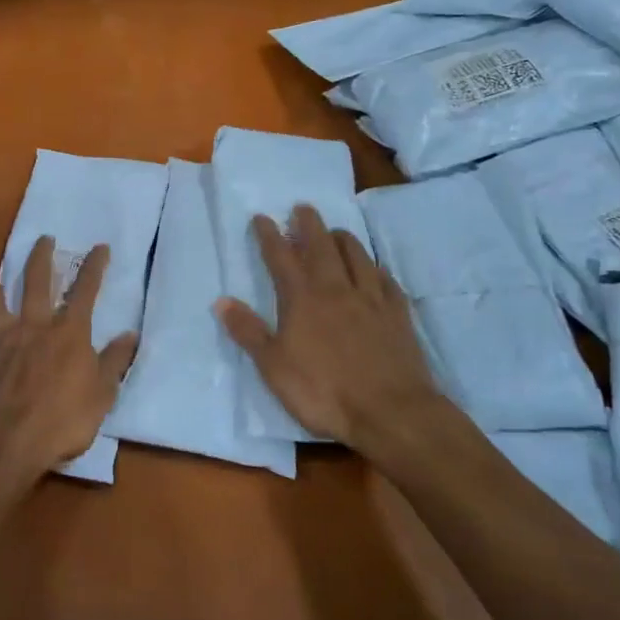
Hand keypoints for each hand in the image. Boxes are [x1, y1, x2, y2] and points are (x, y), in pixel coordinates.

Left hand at [0, 237, 138, 484]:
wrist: (8, 443)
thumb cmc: (63, 421)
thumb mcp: (102, 395)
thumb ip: (114, 362)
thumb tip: (130, 335)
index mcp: (68, 332)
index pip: (85, 290)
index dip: (94, 266)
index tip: (99, 247)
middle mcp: (32, 326)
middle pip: (36, 282)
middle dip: (41, 257)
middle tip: (44, 239)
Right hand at [215, 204, 453, 455]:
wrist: (390, 412)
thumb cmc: (323, 391)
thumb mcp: (273, 366)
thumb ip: (248, 331)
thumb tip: (221, 300)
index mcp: (302, 299)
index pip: (281, 257)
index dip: (269, 235)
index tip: (262, 217)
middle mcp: (336, 289)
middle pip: (321, 246)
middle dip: (309, 224)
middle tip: (303, 207)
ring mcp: (371, 300)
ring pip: (357, 256)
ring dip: (343, 239)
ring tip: (336, 231)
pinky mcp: (398, 315)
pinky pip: (386, 281)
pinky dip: (376, 269)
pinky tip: (376, 270)